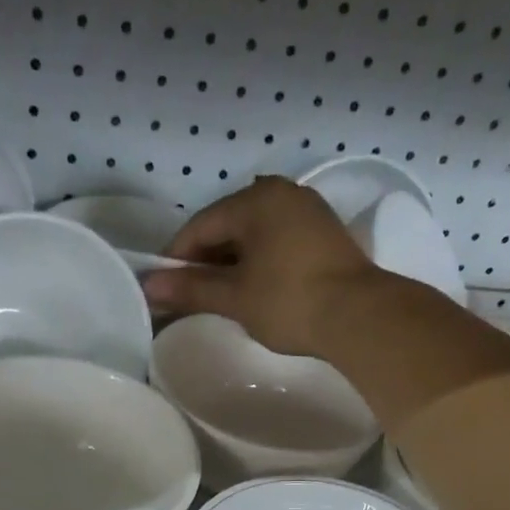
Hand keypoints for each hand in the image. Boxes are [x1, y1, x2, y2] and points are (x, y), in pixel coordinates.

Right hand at [143, 177, 382, 355]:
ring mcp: (308, 210)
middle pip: (228, 226)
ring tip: (221, 296)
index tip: (164, 289)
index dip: (177, 259)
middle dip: (206, 260)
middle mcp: (282, 193)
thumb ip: (191, 289)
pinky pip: (277, 241)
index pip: (200, 225)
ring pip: (254, 234)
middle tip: (192, 296)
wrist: (360, 316)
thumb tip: (149, 287)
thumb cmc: (290, 301)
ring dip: (233, 262)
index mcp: (256, 200)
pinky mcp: (325, 233)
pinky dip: (259, 261)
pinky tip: (254, 288)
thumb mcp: (235, 297)